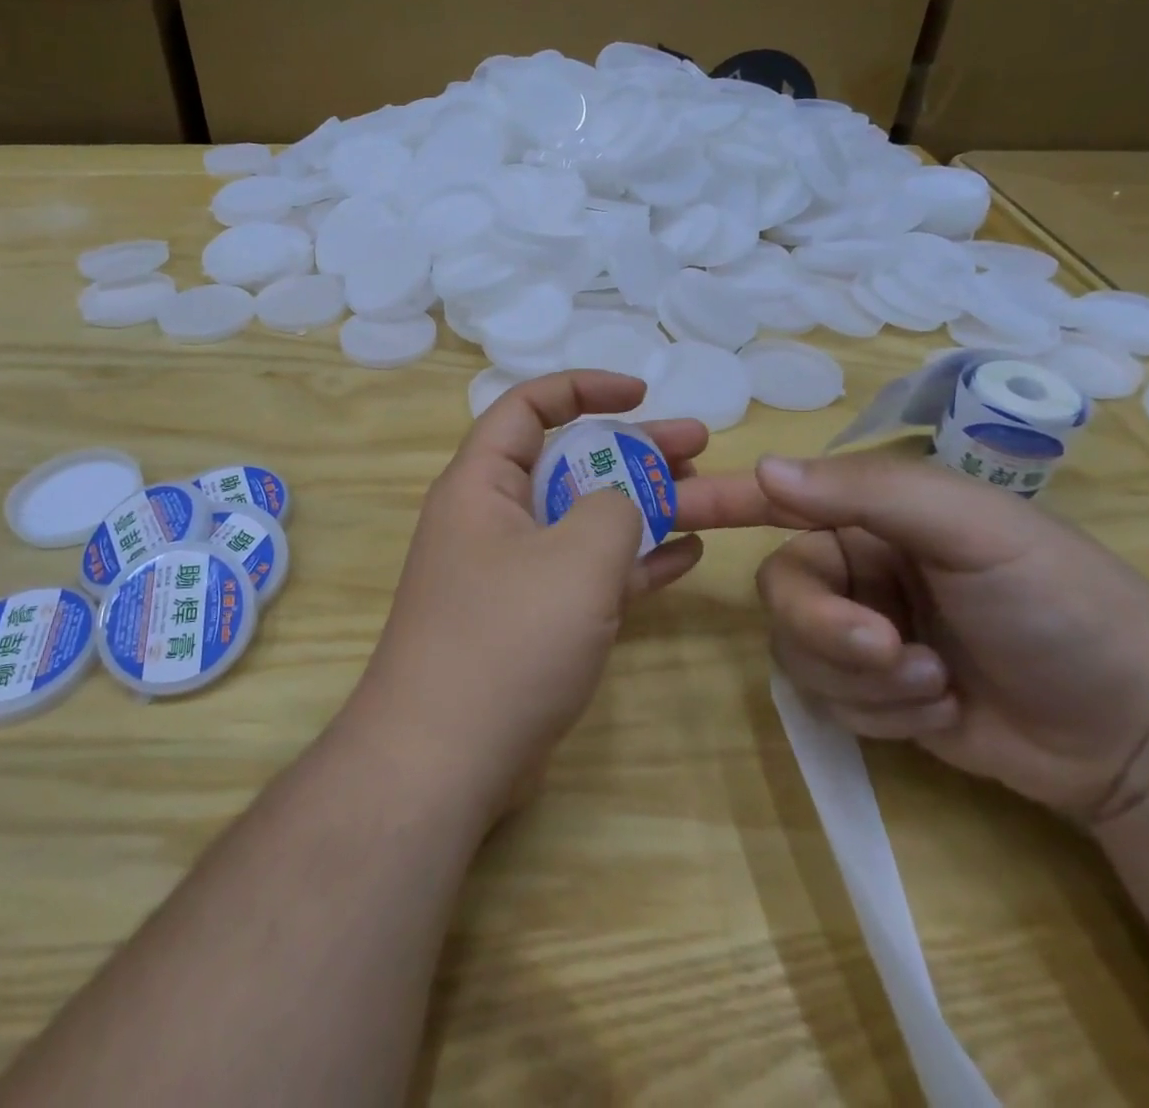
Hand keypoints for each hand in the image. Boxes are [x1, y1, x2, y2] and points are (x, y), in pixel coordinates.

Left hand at [344, 371, 741, 822]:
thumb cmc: (506, 639)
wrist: (443, 760)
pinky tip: (685, 555)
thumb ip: (613, 507)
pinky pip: (585, 574)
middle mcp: (491, 519)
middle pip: (567, 463)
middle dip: (632, 450)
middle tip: (697, 446)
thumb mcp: (576, 557)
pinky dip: (630, 561)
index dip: (584, 388)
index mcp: (481, 483)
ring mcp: (510, 573)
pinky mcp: (529, 621)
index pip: (528, 407)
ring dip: (640, 505)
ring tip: (705, 495)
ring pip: (582, 520)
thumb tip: (618, 501)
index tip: (641, 394)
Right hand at [743, 454, 1148, 821]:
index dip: (720, 500)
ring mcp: (862, 634)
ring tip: (936, 684)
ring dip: (863, 677)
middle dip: (827, 628)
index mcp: (873, 517)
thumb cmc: (1062, 604)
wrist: (1141, 735)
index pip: (778, 500)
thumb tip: (765, 470)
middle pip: (782, 592)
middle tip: (888, 649)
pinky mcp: (873, 694)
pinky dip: (880, 711)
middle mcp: (857, 569)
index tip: (665, 507)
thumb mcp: (972, 530)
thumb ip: (865, 494)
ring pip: (798, 652)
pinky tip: (941, 709)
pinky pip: (828, 700)